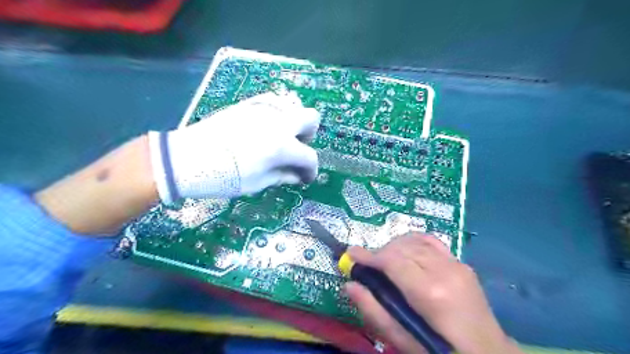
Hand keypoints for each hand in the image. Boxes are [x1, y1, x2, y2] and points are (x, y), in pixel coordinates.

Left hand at [150, 91, 320, 201]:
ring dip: (295, 122)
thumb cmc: (223, 177)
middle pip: (311, 118)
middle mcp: (278, 122)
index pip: (309, 156)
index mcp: (281, 146)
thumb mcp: (257, 183)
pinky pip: (274, 101)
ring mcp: (263, 109)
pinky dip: (279, 113)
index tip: (305, 178)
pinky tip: (267, 126)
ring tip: (281, 138)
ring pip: (294, 105)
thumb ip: (283, 176)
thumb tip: (298, 176)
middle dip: (309, 136)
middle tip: (296, 150)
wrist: (186, 158)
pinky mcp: (249, 104)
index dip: (311, 170)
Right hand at [347, 232, 519, 353]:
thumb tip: (349, 285)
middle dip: (380, 253)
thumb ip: (374, 311)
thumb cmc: (441, 350)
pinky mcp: (461, 262)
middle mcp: (444, 270)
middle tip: (368, 266)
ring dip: (394, 247)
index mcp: (430, 293)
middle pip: (402, 247)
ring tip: (385, 261)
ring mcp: (456, 263)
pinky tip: (405, 250)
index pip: (392, 260)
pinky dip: (412, 241)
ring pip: (415, 240)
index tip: (351, 254)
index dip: (368, 255)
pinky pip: (431, 241)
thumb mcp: (404, 340)